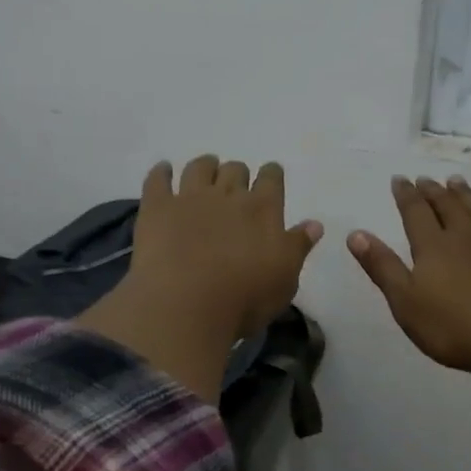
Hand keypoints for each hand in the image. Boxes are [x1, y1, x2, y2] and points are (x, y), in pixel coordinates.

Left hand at [77, 156, 322, 400]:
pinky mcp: (157, 208)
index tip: (270, 177)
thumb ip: (297, 247)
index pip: (272, 179)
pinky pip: (157, 179)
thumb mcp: (285, 280)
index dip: (271, 175)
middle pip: (235, 170)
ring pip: (199, 167)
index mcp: (263, 209)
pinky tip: (163, 170)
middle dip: (238, 174)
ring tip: (205, 171)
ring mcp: (189, 198)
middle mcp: (228, 195)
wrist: (186, 304)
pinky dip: (161, 172)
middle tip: (235, 186)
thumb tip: (314, 224)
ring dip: (205, 166)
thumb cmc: (245, 299)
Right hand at [350, 173, 470, 470]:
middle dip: (434, 193)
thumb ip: (382, 266)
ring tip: (459, 182)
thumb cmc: (451, 327)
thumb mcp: (404, 301)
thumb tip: (356, 233)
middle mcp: (465, 239)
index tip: (400, 179)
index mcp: (433, 248)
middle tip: (426, 179)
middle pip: (448, 209)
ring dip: (469, 197)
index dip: (406, 195)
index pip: (415, 213)